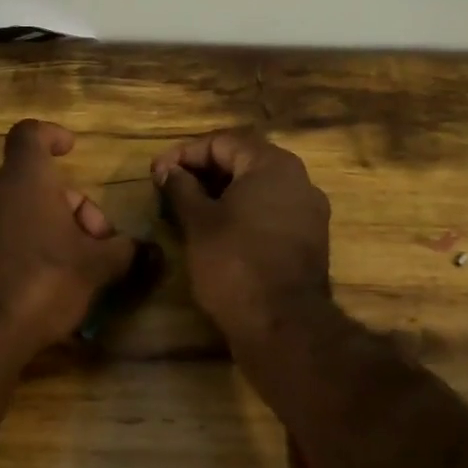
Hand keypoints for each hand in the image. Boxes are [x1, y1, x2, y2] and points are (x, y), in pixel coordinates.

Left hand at [0, 120, 139, 365]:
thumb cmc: (41, 281)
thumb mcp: (96, 266)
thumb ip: (123, 251)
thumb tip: (144, 249)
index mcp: (24, 179)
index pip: (30, 134)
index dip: (52, 135)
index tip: (72, 149)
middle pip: (37, 182)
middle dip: (74, 205)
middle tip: (99, 242)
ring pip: (23, 211)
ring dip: (56, 229)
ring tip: (82, 268)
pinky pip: (6, 237)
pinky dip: (33, 248)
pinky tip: (53, 286)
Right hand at [151, 128, 331, 350]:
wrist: (283, 325)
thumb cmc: (235, 263)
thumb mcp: (198, 222)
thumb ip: (181, 188)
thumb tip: (167, 169)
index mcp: (272, 165)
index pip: (222, 142)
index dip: (185, 154)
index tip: (158, 173)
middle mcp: (298, 179)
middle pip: (243, 160)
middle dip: (203, 172)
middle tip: (170, 189)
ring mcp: (308, 211)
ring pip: (258, 188)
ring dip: (222, 193)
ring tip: (189, 210)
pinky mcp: (309, 239)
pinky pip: (271, 212)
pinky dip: (243, 213)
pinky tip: (218, 232)